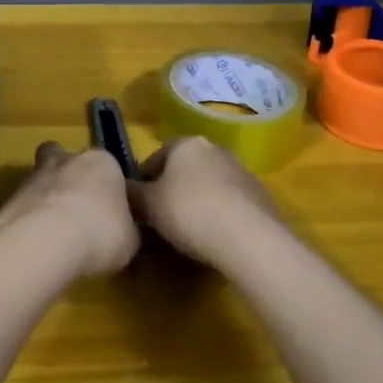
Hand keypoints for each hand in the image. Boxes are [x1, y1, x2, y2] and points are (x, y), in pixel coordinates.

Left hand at [0, 142, 140, 278]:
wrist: (47, 241)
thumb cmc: (100, 232)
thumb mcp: (130, 239)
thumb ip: (127, 229)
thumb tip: (125, 231)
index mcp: (102, 162)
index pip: (108, 166)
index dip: (107, 187)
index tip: (108, 210)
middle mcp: (67, 160)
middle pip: (64, 158)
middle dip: (67, 176)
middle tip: (75, 207)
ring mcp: (34, 176)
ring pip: (40, 179)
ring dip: (46, 199)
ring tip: (53, 233)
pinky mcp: (9, 198)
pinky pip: (23, 206)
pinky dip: (28, 220)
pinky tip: (35, 244)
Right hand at [131, 136, 282, 268]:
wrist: (248, 238)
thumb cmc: (189, 212)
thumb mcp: (147, 205)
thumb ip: (131, 194)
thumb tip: (121, 188)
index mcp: (186, 144)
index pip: (157, 155)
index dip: (145, 180)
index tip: (140, 204)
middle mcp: (215, 149)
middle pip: (185, 168)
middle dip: (173, 189)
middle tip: (163, 218)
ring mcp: (242, 171)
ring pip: (210, 184)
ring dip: (198, 201)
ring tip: (190, 231)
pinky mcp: (261, 195)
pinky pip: (231, 202)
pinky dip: (221, 214)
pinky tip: (216, 237)